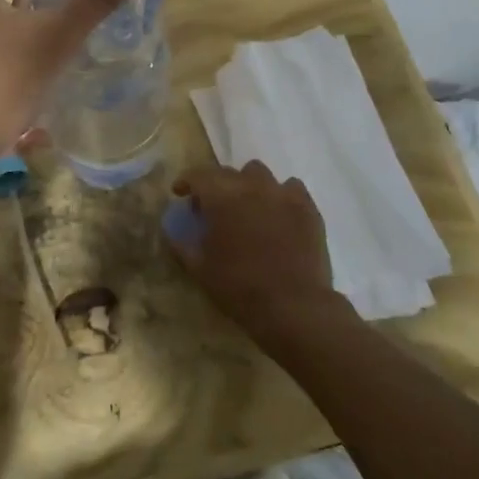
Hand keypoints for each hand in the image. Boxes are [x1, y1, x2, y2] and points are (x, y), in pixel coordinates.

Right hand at [171, 162, 347, 341]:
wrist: (294, 306)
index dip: (186, 182)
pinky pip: (291, 188)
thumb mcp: (200, 269)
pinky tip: (278, 213)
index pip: (197, 175)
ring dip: (248, 185)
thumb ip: (182, 245)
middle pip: (227, 172)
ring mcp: (282, 193)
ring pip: (259, 174)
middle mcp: (250, 185)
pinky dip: (280, 195)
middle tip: (213, 208)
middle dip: (215, 185)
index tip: (180, 194)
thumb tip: (171, 231)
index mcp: (221, 196)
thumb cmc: (240, 287)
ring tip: (248, 207)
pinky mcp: (307, 207)